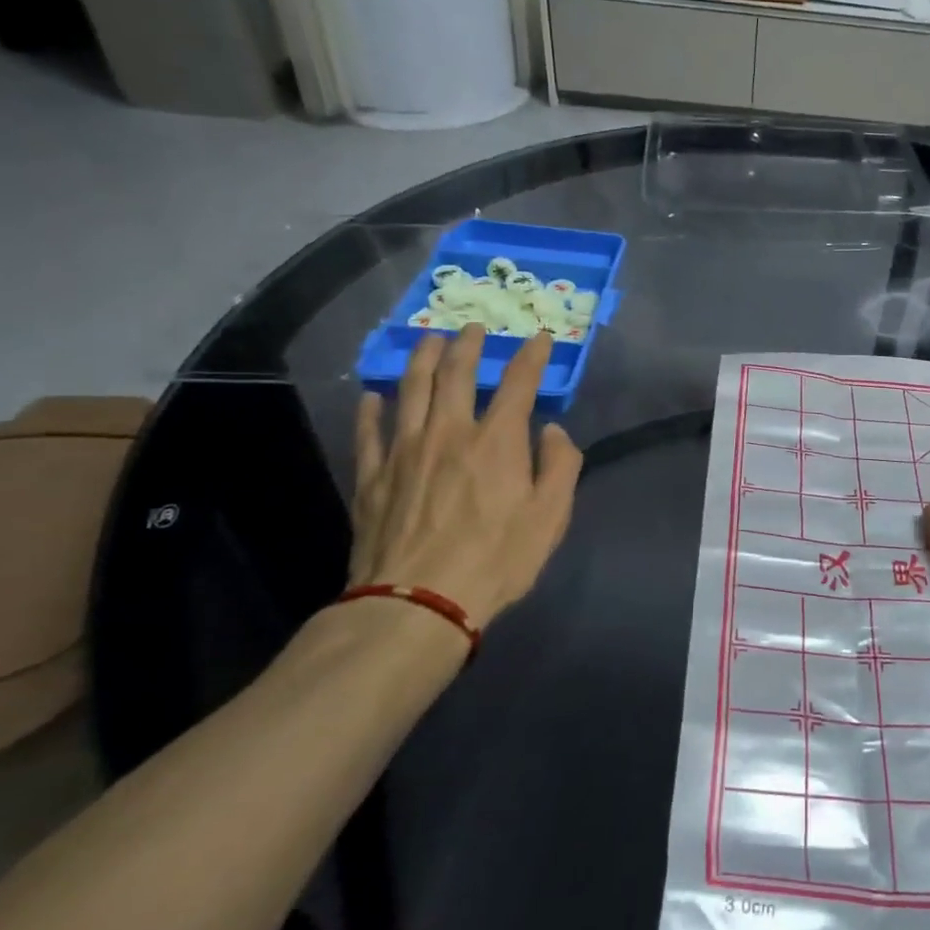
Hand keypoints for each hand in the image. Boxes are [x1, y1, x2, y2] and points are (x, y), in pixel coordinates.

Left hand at [349, 327, 582, 632]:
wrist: (419, 602)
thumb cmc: (497, 560)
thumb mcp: (551, 517)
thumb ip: (560, 466)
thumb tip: (554, 430)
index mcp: (497, 440)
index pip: (518, 382)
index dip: (532, 356)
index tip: (540, 338)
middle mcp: (449, 431)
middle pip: (455, 372)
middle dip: (467, 344)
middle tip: (472, 327)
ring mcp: (404, 450)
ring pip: (411, 389)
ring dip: (422, 358)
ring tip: (428, 340)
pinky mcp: (372, 475)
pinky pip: (369, 430)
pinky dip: (372, 408)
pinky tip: (375, 396)